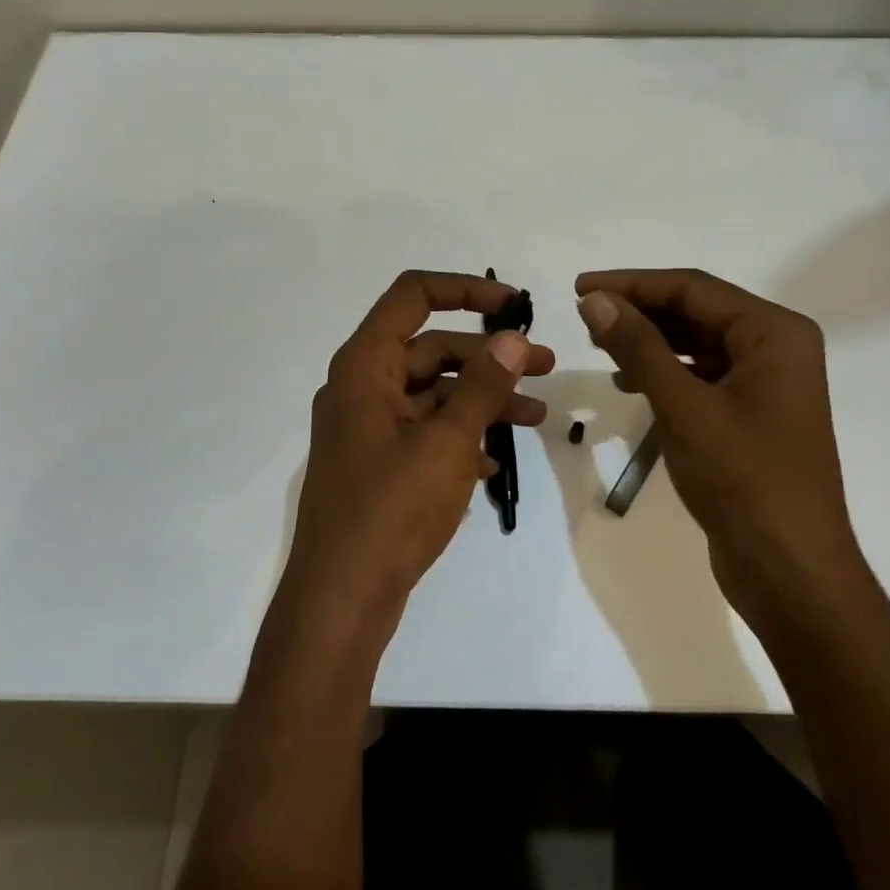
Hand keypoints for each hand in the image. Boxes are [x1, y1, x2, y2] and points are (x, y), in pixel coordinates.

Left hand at [283, 271, 555, 630]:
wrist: (342, 600)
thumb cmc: (392, 509)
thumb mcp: (447, 441)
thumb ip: (483, 385)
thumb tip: (512, 339)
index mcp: (366, 366)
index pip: (413, 296)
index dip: (465, 289)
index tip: (514, 306)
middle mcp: (362, 387)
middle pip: (432, 349)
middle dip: (490, 357)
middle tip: (547, 367)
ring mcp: (368, 427)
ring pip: (434, 394)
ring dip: (484, 399)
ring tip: (538, 417)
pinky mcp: (378, 463)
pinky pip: (425, 431)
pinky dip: (461, 436)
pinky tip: (496, 461)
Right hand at [575, 269, 863, 626]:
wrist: (791, 572)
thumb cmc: (743, 480)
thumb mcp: (683, 406)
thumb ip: (638, 346)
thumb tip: (595, 300)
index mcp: (775, 333)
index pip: (693, 289)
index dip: (632, 284)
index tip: (580, 288)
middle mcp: (777, 347)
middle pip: (696, 311)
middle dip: (640, 311)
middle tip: (584, 316)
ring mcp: (767, 382)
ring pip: (697, 343)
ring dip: (649, 340)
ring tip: (599, 343)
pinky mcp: (753, 413)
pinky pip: (702, 374)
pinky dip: (665, 372)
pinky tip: (629, 381)